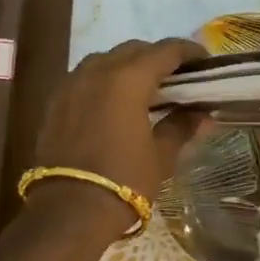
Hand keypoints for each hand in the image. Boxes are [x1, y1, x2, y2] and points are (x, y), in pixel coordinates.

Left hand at [28, 38, 206, 234]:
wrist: (69, 210)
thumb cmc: (124, 181)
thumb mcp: (161, 155)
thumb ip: (181, 126)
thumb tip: (202, 114)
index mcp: (128, 79)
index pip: (165, 51)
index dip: (188, 52)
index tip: (204, 62)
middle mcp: (97, 71)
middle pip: (133, 50)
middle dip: (157, 58)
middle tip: (177, 78)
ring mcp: (71, 84)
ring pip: (105, 60)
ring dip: (127, 67)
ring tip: (145, 90)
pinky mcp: (55, 102)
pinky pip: (85, 78)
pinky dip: (104, 82)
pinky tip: (114, 104)